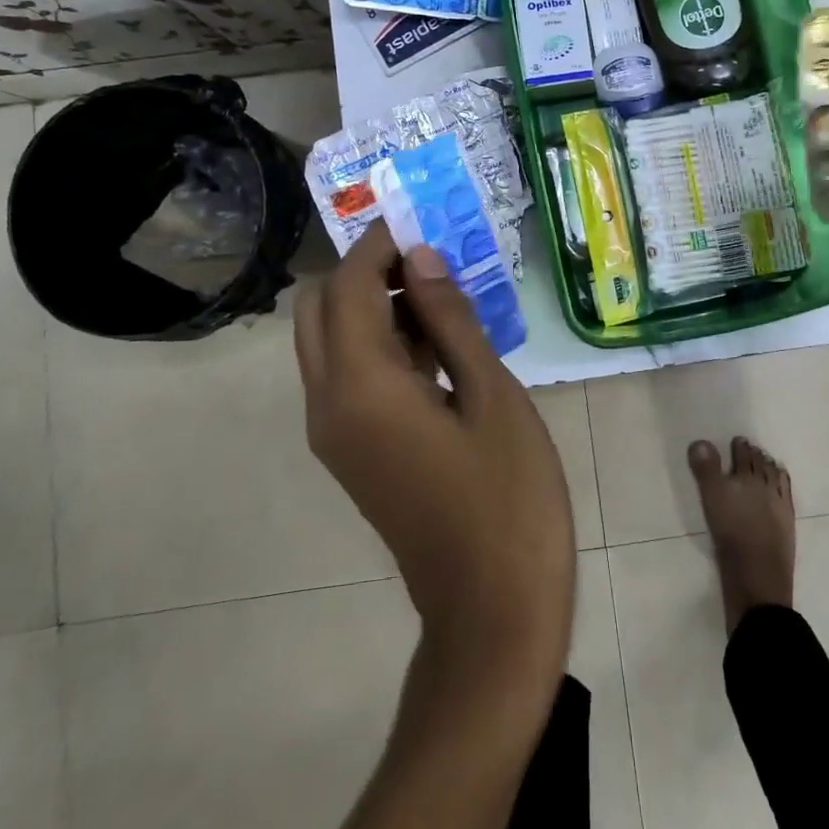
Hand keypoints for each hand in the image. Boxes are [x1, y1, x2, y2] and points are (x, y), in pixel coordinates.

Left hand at [293, 222, 575, 688]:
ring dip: (372, 306)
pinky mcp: (352, 453)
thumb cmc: (508, 497)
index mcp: (361, 387)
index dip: (379, 243)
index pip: (349, 286)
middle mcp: (329, 404)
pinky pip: (348, 377)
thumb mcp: (491, 395)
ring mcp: (335, 434)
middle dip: (366, 270)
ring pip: (330, 342)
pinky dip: (379, 344)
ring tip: (443, 295)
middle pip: (320, 309)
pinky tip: (439, 344)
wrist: (491, 610)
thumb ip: (450, 320)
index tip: (420, 218)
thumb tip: (421, 256)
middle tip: (431, 260)